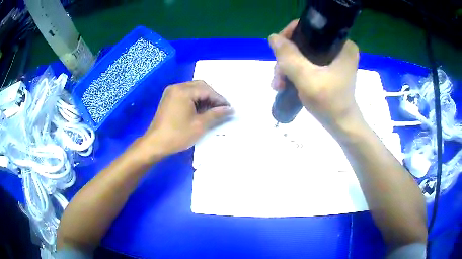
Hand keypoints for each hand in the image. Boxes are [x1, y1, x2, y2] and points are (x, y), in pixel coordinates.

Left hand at [143, 81, 232, 154]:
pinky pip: (186, 94)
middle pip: (200, 86)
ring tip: (212, 110)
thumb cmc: (178, 135)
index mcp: (184, 91)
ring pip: (193, 89)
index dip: (220, 99)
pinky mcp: (168, 98)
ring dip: (204, 97)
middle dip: (212, 96)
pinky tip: (200, 109)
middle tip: (221, 108)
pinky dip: (195, 99)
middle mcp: (177, 87)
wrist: (155, 143)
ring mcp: (171, 92)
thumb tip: (230, 110)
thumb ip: (216, 114)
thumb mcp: (200, 125)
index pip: (207, 90)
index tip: (229, 108)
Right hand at [269, 20, 360, 129]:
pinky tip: (284, 84)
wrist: (342, 126)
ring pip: (303, 53)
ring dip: (287, 67)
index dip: (291, 35)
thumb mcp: (306, 78)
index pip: (311, 27)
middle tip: (277, 76)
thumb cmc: (330, 103)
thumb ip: (289, 56)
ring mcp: (334, 58)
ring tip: (278, 85)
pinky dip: (295, 71)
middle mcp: (339, 47)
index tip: (279, 51)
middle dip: (287, 58)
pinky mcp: (329, 68)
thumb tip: (273, 37)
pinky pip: (307, 62)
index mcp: (342, 44)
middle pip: (304, 42)